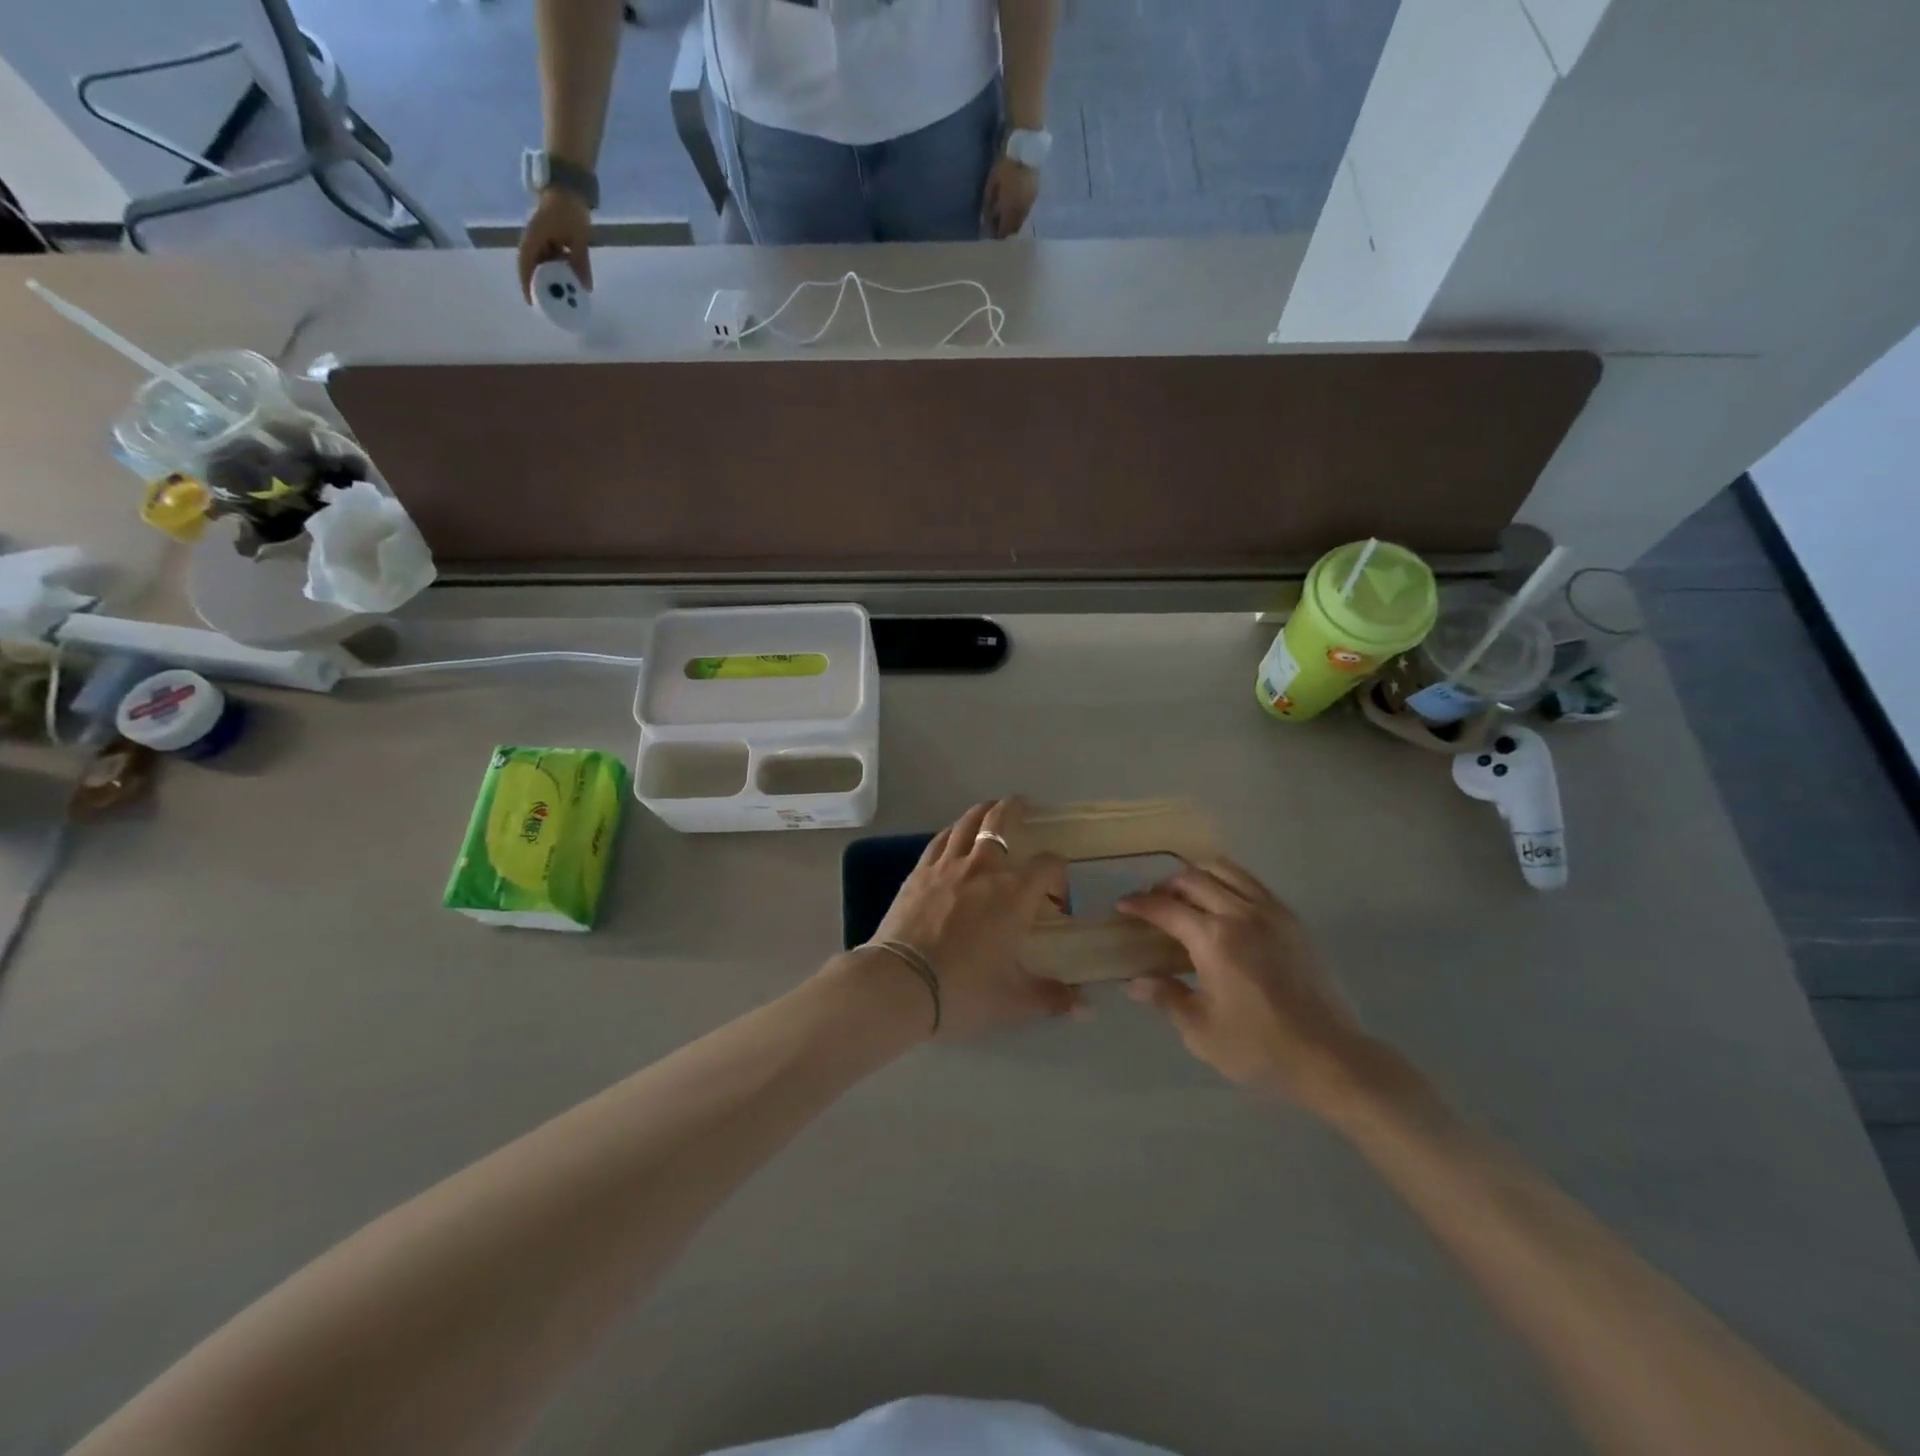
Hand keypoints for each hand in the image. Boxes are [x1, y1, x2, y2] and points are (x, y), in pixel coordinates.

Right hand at [517, 189, 593, 303]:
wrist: (568, 185)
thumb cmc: (570, 209)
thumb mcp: (578, 239)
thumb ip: (581, 263)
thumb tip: (586, 288)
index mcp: (534, 238)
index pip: (525, 265)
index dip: (526, 284)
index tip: (532, 303)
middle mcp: (534, 238)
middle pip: (533, 266)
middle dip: (539, 285)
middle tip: (549, 305)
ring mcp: (541, 236)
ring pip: (543, 262)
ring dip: (550, 278)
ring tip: (560, 296)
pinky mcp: (550, 235)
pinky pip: (551, 256)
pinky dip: (558, 269)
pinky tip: (568, 281)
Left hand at [864, 798, 1077, 1039]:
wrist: (901, 984)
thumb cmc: (964, 991)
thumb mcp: (1014, 1000)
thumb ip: (1052, 997)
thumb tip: (1086, 1007)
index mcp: (1015, 894)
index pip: (1048, 866)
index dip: (1058, 876)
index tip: (1055, 900)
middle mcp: (984, 869)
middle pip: (1002, 822)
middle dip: (1017, 810)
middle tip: (1025, 807)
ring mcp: (947, 866)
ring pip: (967, 823)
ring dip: (983, 812)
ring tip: (991, 809)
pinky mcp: (919, 873)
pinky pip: (939, 841)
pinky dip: (952, 832)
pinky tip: (953, 836)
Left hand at [982, 157, 1040, 238]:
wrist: (1026, 150)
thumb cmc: (1005, 167)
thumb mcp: (992, 185)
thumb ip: (989, 205)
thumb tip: (985, 221)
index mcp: (1010, 210)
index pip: (1004, 231)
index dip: (997, 234)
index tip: (991, 234)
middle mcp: (1021, 212)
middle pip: (1014, 229)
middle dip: (1006, 230)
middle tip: (998, 227)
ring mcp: (1029, 205)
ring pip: (1021, 221)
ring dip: (1014, 222)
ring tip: (1006, 218)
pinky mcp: (1035, 197)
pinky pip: (1026, 212)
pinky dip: (1019, 213)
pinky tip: (1014, 208)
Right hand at [1119, 860, 1379, 1111]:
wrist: (1331, 1058)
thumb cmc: (1259, 1049)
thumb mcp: (1201, 1031)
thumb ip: (1166, 997)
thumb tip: (1135, 982)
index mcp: (1214, 939)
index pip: (1166, 908)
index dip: (1140, 904)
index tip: (1122, 905)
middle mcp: (1241, 914)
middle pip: (1194, 879)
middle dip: (1166, 886)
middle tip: (1152, 904)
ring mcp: (1271, 913)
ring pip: (1226, 871)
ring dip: (1198, 877)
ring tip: (1186, 898)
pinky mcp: (1292, 921)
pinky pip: (1252, 884)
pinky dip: (1228, 883)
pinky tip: (1222, 907)